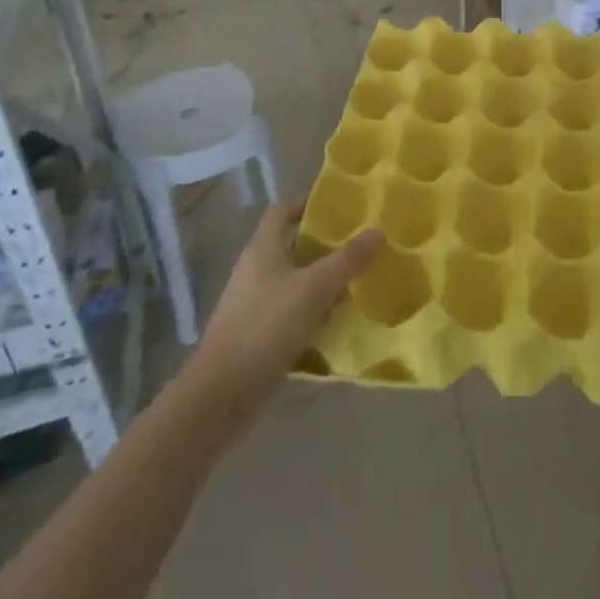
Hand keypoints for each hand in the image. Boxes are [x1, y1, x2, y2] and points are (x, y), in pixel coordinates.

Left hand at [187, 201, 380, 437]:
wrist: (221, 395)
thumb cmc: (266, 327)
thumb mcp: (314, 288)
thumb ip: (347, 260)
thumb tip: (378, 231)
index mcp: (262, 249)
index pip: (282, 211)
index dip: (307, 203)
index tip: (340, 205)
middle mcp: (256, 270)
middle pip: (292, 245)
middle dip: (324, 243)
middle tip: (359, 242)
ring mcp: (255, 304)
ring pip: (295, 280)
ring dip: (322, 279)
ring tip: (358, 278)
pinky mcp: (259, 334)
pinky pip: (292, 310)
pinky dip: (314, 309)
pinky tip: (337, 318)